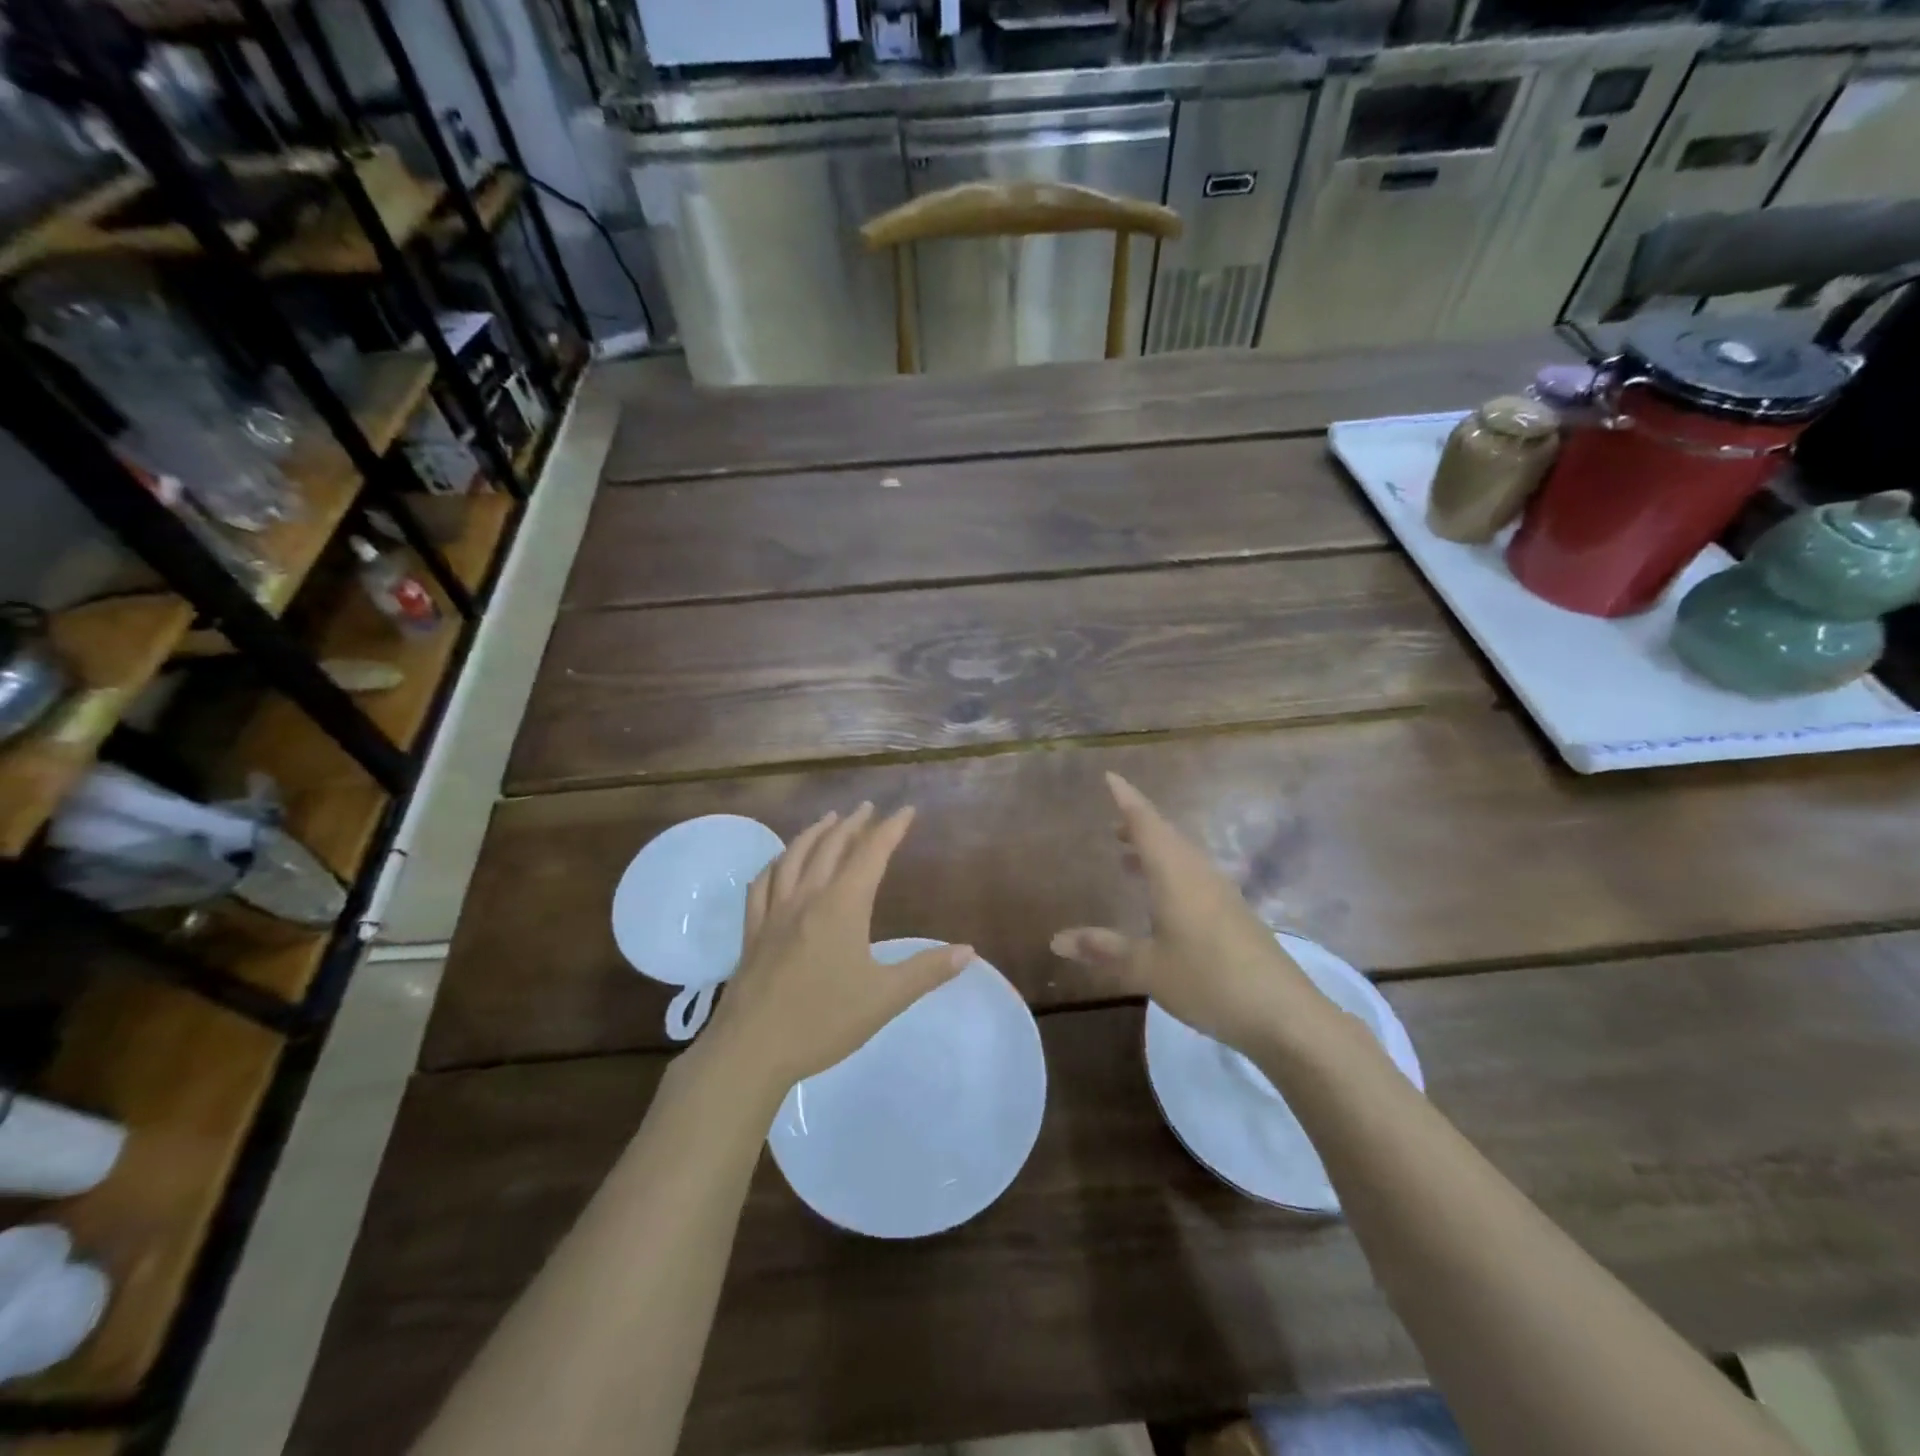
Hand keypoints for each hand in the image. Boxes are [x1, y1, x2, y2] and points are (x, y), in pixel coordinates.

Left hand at [707, 803, 970, 1093]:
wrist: (751, 1049)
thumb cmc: (823, 1022)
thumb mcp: (884, 998)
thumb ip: (926, 971)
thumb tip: (968, 951)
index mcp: (841, 906)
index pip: (871, 854)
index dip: (890, 829)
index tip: (906, 810)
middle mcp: (807, 898)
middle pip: (830, 847)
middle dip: (852, 824)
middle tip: (866, 807)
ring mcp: (774, 913)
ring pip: (793, 858)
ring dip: (813, 834)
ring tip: (827, 820)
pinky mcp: (752, 931)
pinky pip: (762, 884)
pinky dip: (775, 864)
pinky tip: (778, 865)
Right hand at [1051, 772, 1323, 1055]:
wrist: (1283, 1014)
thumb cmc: (1208, 981)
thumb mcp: (1148, 968)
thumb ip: (1104, 950)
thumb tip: (1056, 939)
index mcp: (1175, 874)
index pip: (1146, 823)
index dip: (1127, 799)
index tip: (1110, 777)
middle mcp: (1199, 873)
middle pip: (1166, 835)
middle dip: (1138, 825)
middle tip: (1112, 823)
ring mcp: (1221, 893)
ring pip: (1182, 856)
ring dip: (1155, 849)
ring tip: (1128, 855)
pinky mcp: (1234, 913)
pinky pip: (1194, 876)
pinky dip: (1170, 871)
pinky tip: (1162, 898)